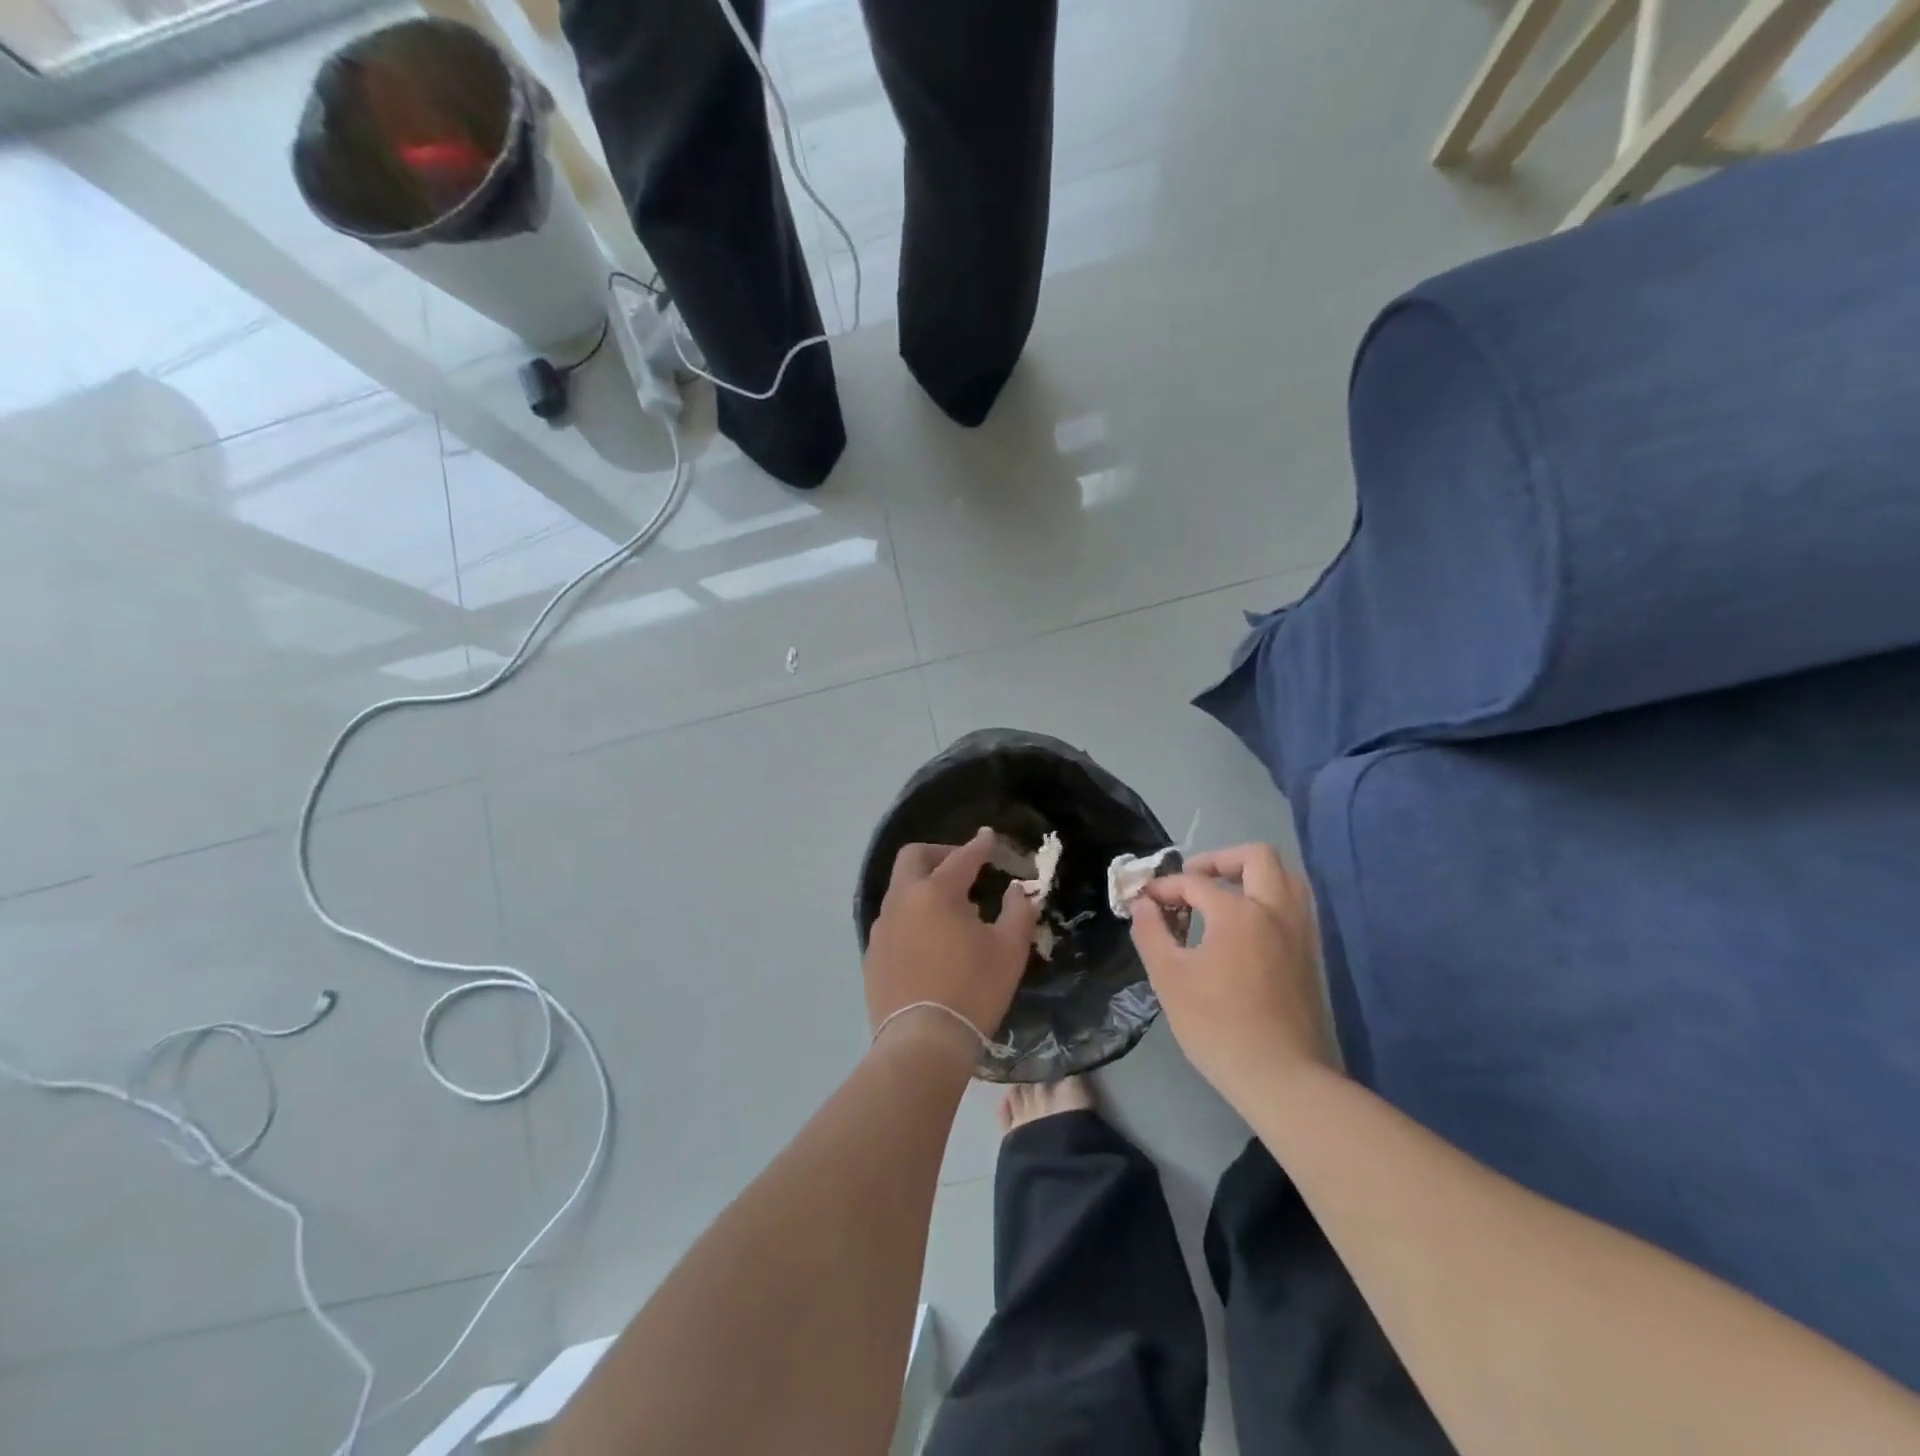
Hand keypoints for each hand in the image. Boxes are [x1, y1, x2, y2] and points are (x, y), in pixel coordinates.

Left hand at [864, 828, 1039, 1058]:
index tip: (989, 838)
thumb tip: (1015, 889)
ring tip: (950, 908)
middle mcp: (902, 900)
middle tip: (961, 865)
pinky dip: (912, 915)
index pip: (961, 857)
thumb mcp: (1009, 950)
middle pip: (913, 857)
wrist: (922, 1043)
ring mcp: (882, 928)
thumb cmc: (973, 990)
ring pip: (900, 889)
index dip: (979, 845)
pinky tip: (929, 939)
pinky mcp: (872, 954)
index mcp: (936, 892)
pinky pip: (892, 920)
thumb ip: (1017, 911)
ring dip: (923, 886)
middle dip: (938, 853)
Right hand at [1129, 843, 1335, 1101]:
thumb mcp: (1169, 978)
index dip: (1165, 887)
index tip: (1145, 901)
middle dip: (1220, 860)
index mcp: (1239, 913)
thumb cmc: (1218, 1026)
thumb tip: (1144, 905)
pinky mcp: (1311, 955)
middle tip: (1193, 880)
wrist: (1282, 1078)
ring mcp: (1300, 932)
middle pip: (1257, 857)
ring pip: (1286, 877)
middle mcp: (1275, 910)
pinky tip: (1245, 926)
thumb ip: (1151, 933)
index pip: (1195, 882)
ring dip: (1252, 875)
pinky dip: (1269, 898)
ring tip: (1223, 895)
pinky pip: (1294, 905)